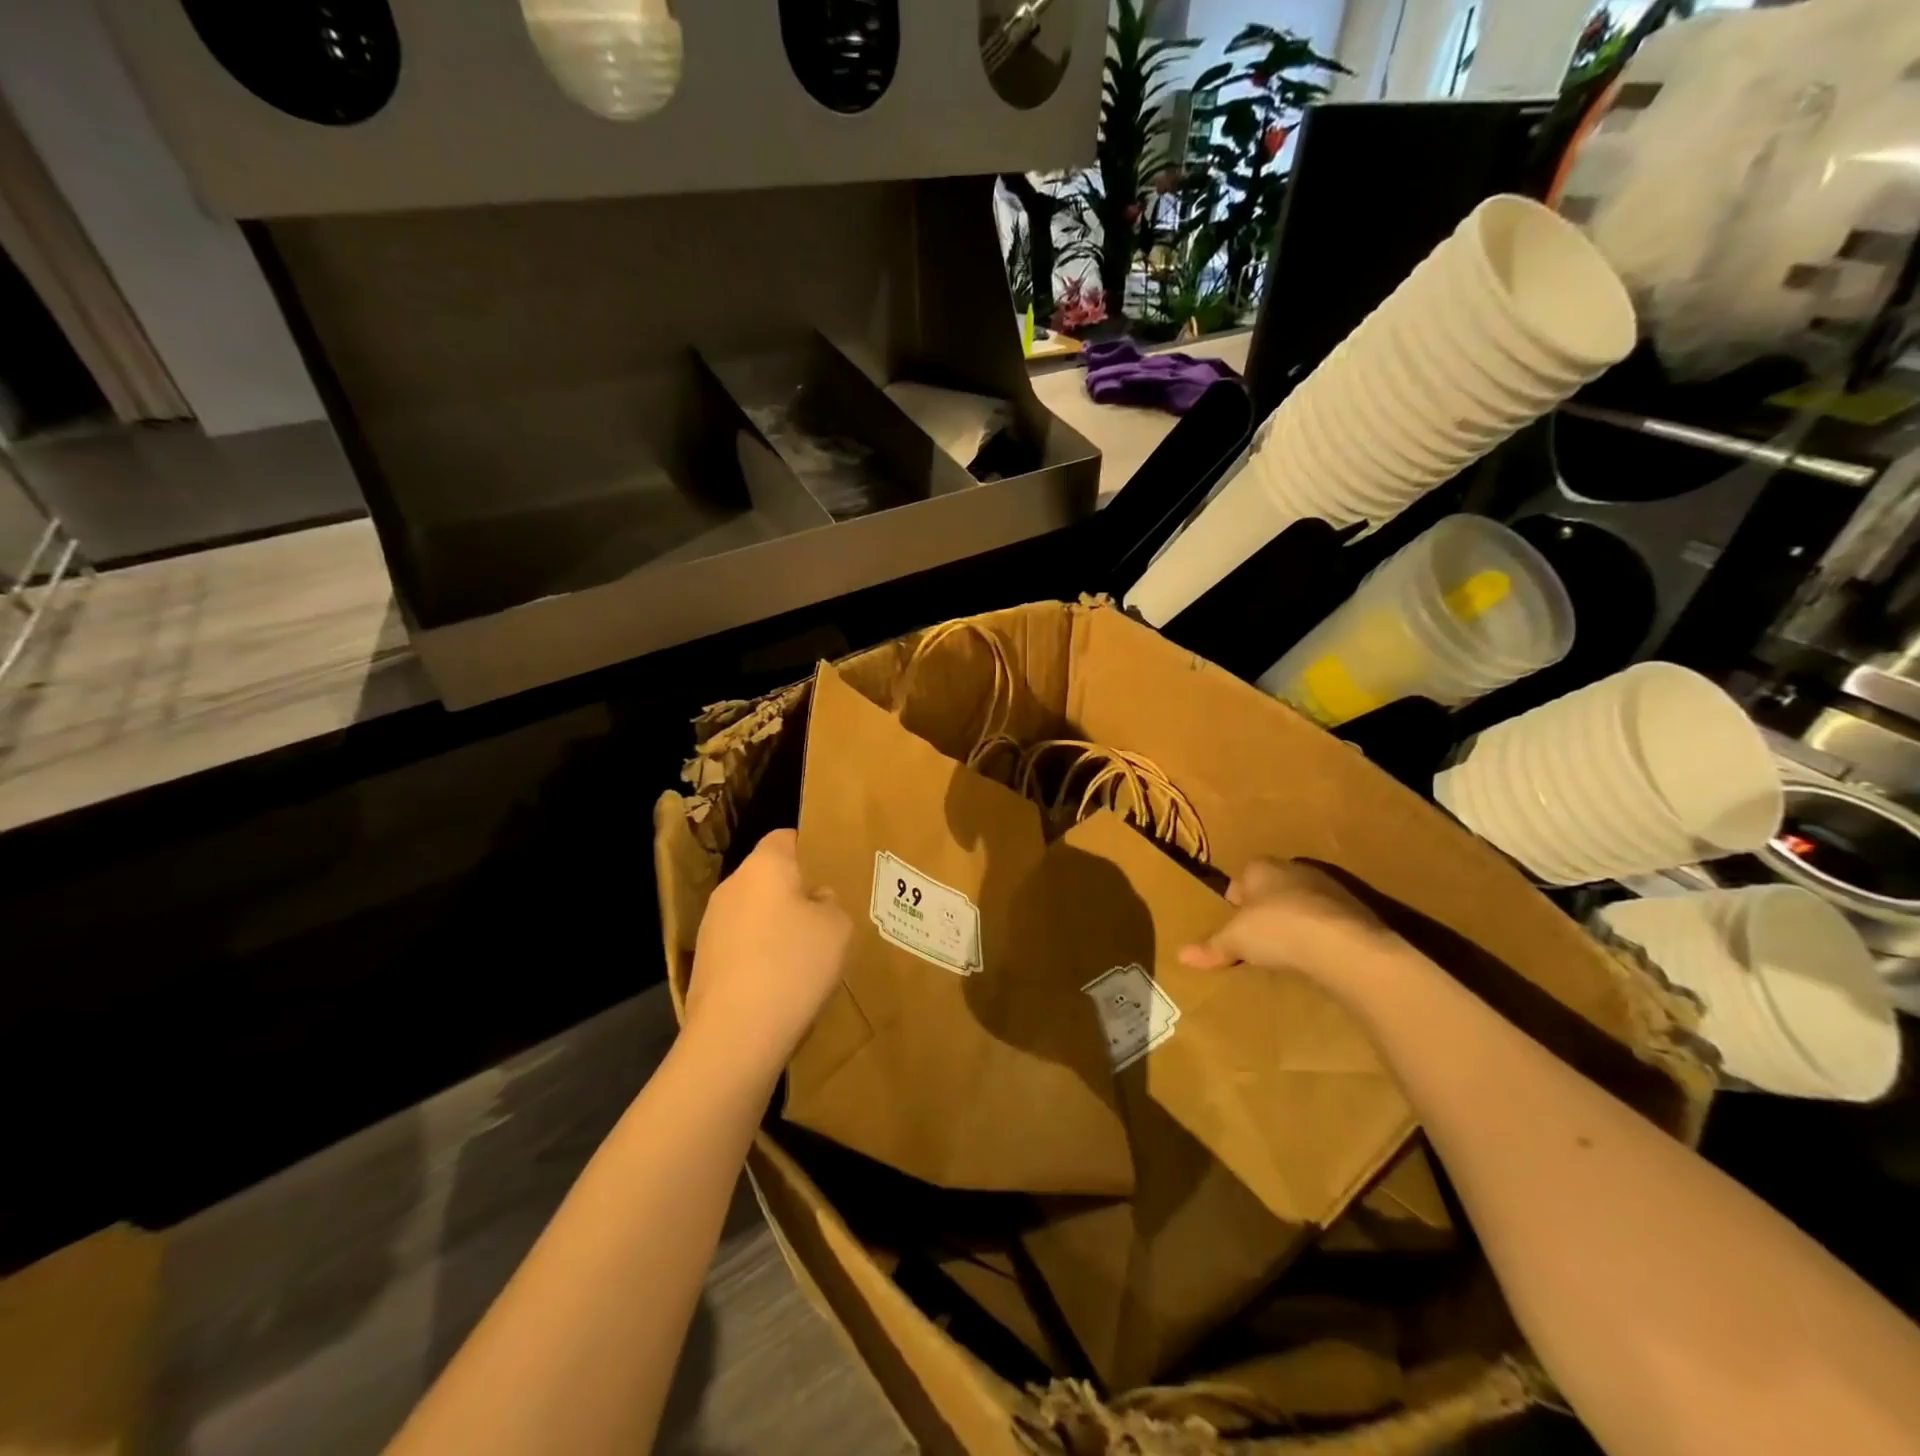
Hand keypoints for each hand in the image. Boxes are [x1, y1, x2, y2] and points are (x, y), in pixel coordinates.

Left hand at [686, 830, 850, 1067]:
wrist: (735, 1034)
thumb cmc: (794, 965)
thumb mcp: (838, 929)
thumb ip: (830, 904)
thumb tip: (815, 899)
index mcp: (764, 866)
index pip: (785, 837)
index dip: (808, 849)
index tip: (830, 871)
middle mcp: (731, 886)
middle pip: (766, 877)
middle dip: (792, 892)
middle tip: (823, 916)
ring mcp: (710, 925)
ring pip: (751, 912)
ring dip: (773, 926)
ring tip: (802, 955)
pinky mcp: (701, 961)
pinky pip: (738, 945)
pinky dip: (757, 955)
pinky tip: (777, 983)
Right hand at [1180, 858, 1394, 975]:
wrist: (1344, 945)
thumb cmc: (1277, 929)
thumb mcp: (1235, 941)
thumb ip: (1211, 947)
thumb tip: (1180, 956)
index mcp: (1261, 867)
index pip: (1241, 877)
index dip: (1235, 900)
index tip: (1232, 923)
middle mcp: (1294, 869)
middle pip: (1272, 888)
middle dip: (1265, 908)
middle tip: (1256, 937)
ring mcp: (1328, 889)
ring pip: (1302, 902)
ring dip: (1295, 921)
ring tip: (1286, 951)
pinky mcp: (1355, 912)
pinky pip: (1328, 921)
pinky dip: (1320, 935)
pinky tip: (1315, 957)